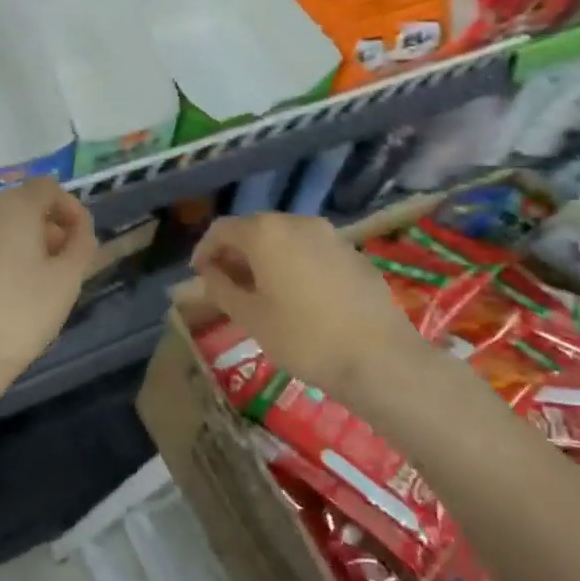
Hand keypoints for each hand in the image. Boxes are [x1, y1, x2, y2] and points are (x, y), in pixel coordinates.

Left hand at [0, 177, 98, 409]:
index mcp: (11, 208)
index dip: (70, 210)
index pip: (48, 188)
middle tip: (62, 269)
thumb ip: (81, 245)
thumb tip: (79, 229)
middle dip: (45, 231)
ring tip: (31, 289)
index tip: (81, 242)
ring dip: (17, 249)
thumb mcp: (67, 281)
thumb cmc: (19, 316)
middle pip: (19, 209)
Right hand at [190, 212, 433, 406]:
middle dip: (235, 254)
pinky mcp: (353, 253)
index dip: (205, 250)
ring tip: (260, 293)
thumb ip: (222, 288)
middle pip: (255, 229)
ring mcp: (330, 235)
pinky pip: (311, 250)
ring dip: (265, 258)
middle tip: (226, 285)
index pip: (222, 229)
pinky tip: (297, 297)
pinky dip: (293, 264)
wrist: (380, 358)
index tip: (199, 276)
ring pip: (285, 238)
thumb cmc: (304, 338)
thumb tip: (208, 273)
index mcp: (266, 233)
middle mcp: (297, 222)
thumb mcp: (250, 317)